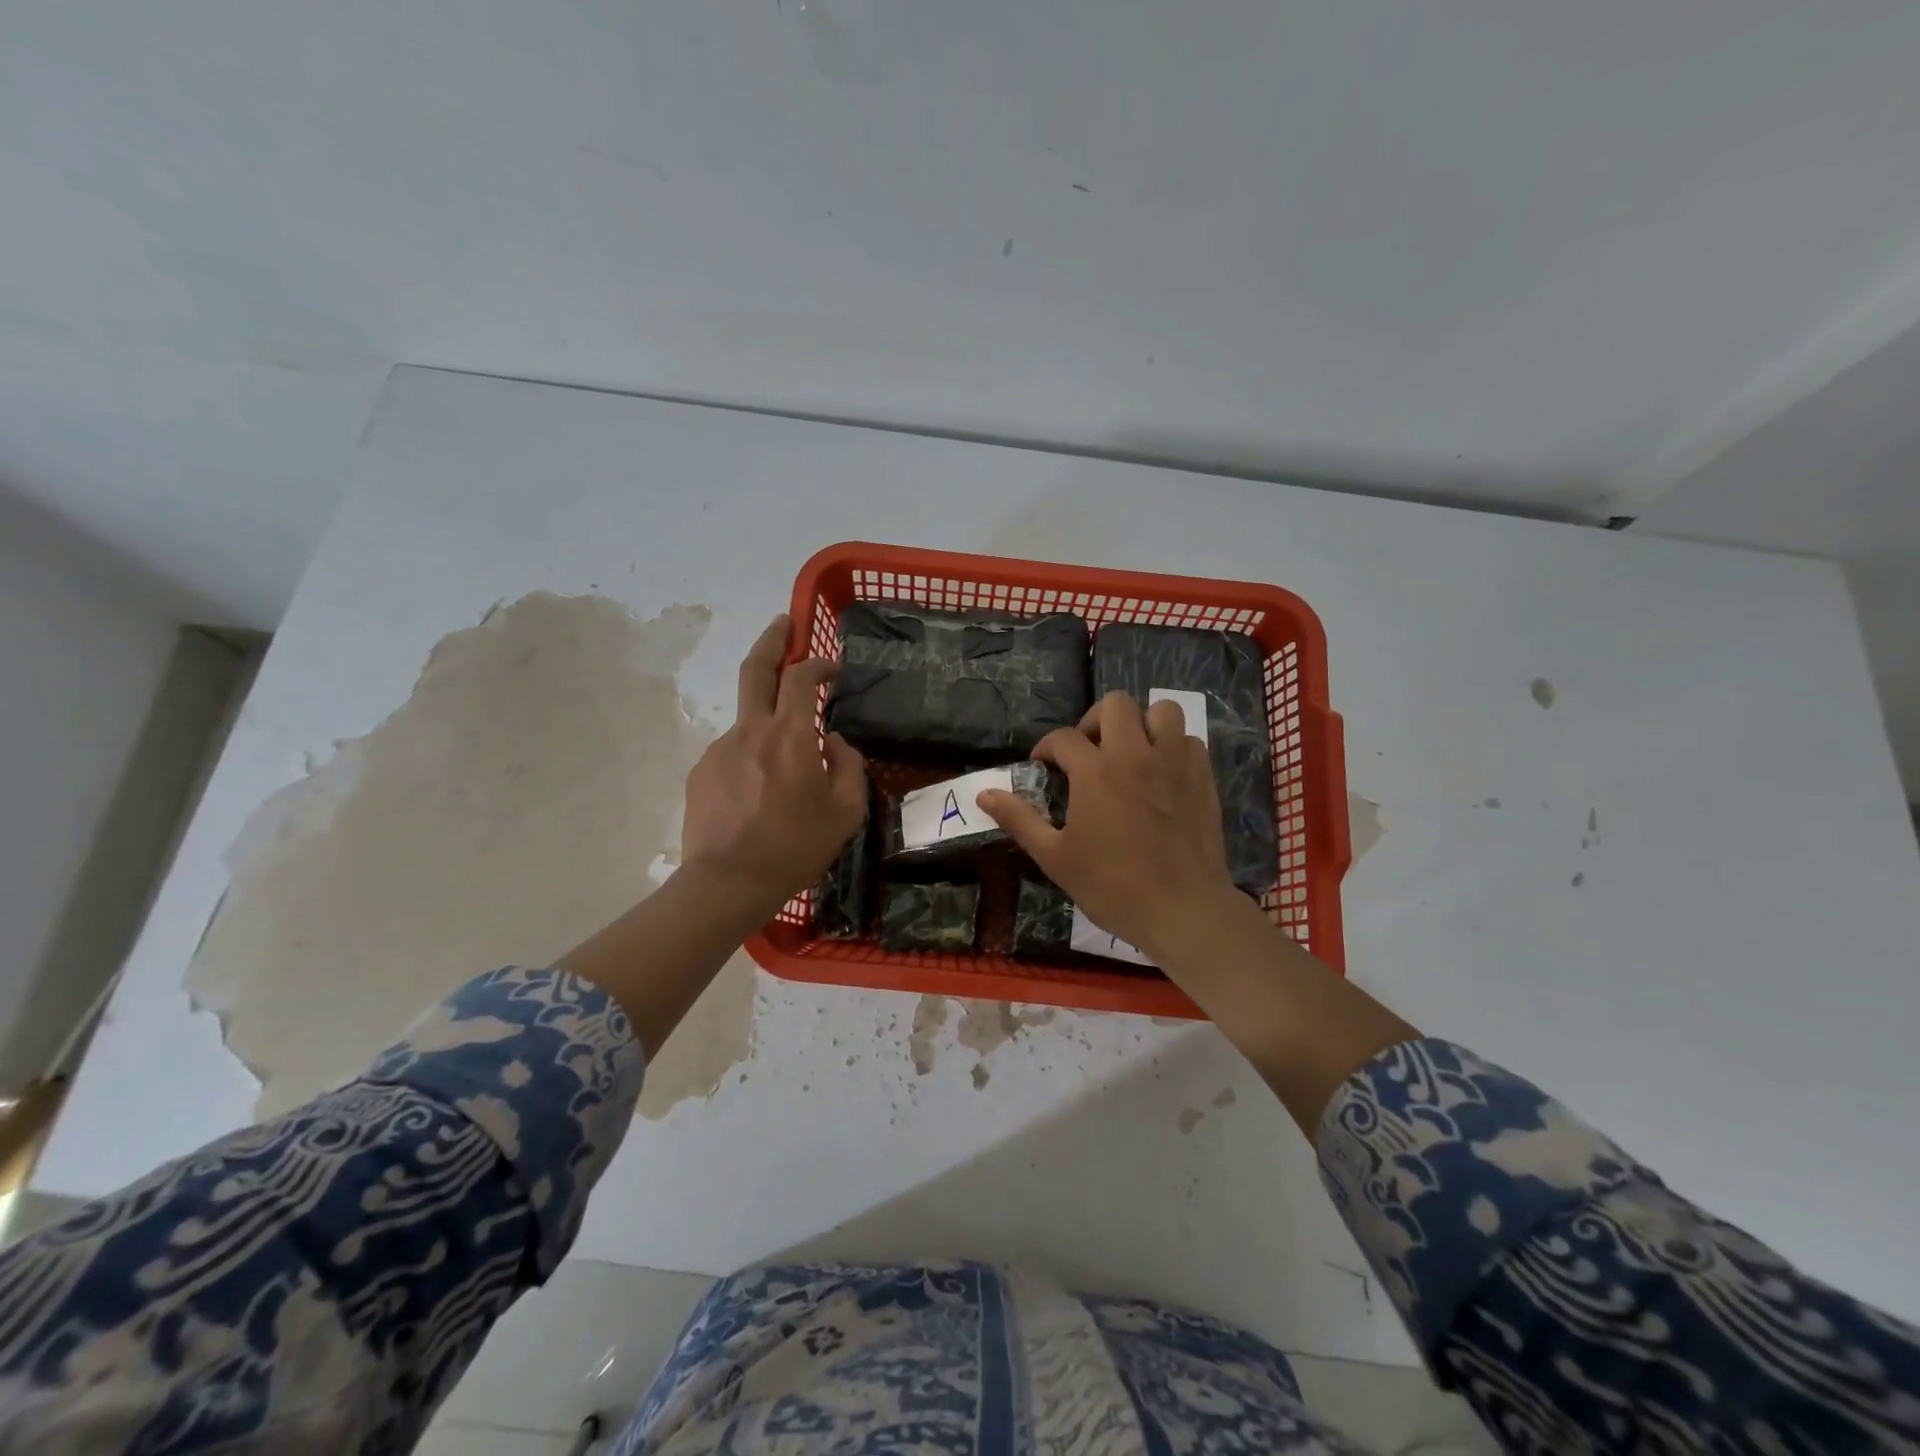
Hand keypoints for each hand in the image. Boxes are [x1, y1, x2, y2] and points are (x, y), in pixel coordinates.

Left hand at [680, 615, 867, 909]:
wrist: (728, 883)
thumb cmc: (796, 847)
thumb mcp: (845, 812)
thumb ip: (848, 766)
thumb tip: (833, 742)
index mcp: (790, 735)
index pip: (801, 677)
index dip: (818, 663)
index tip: (832, 668)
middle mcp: (751, 730)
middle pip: (756, 669)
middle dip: (772, 639)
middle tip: (783, 623)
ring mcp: (720, 749)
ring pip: (748, 719)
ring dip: (768, 722)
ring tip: (785, 767)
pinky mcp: (702, 771)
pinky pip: (734, 752)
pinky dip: (752, 757)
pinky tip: (760, 792)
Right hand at [978, 691, 1237, 960]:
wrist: (1181, 910)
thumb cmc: (1112, 886)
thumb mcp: (1054, 857)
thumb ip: (1019, 819)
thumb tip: (983, 794)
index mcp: (1095, 771)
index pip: (1063, 738)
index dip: (1046, 748)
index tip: (1043, 766)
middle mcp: (1135, 754)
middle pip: (1115, 704)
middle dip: (1094, 720)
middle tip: (1088, 752)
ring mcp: (1174, 762)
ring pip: (1161, 710)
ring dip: (1142, 723)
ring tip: (1131, 751)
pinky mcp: (1203, 777)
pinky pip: (1189, 740)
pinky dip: (1173, 746)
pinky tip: (1163, 772)